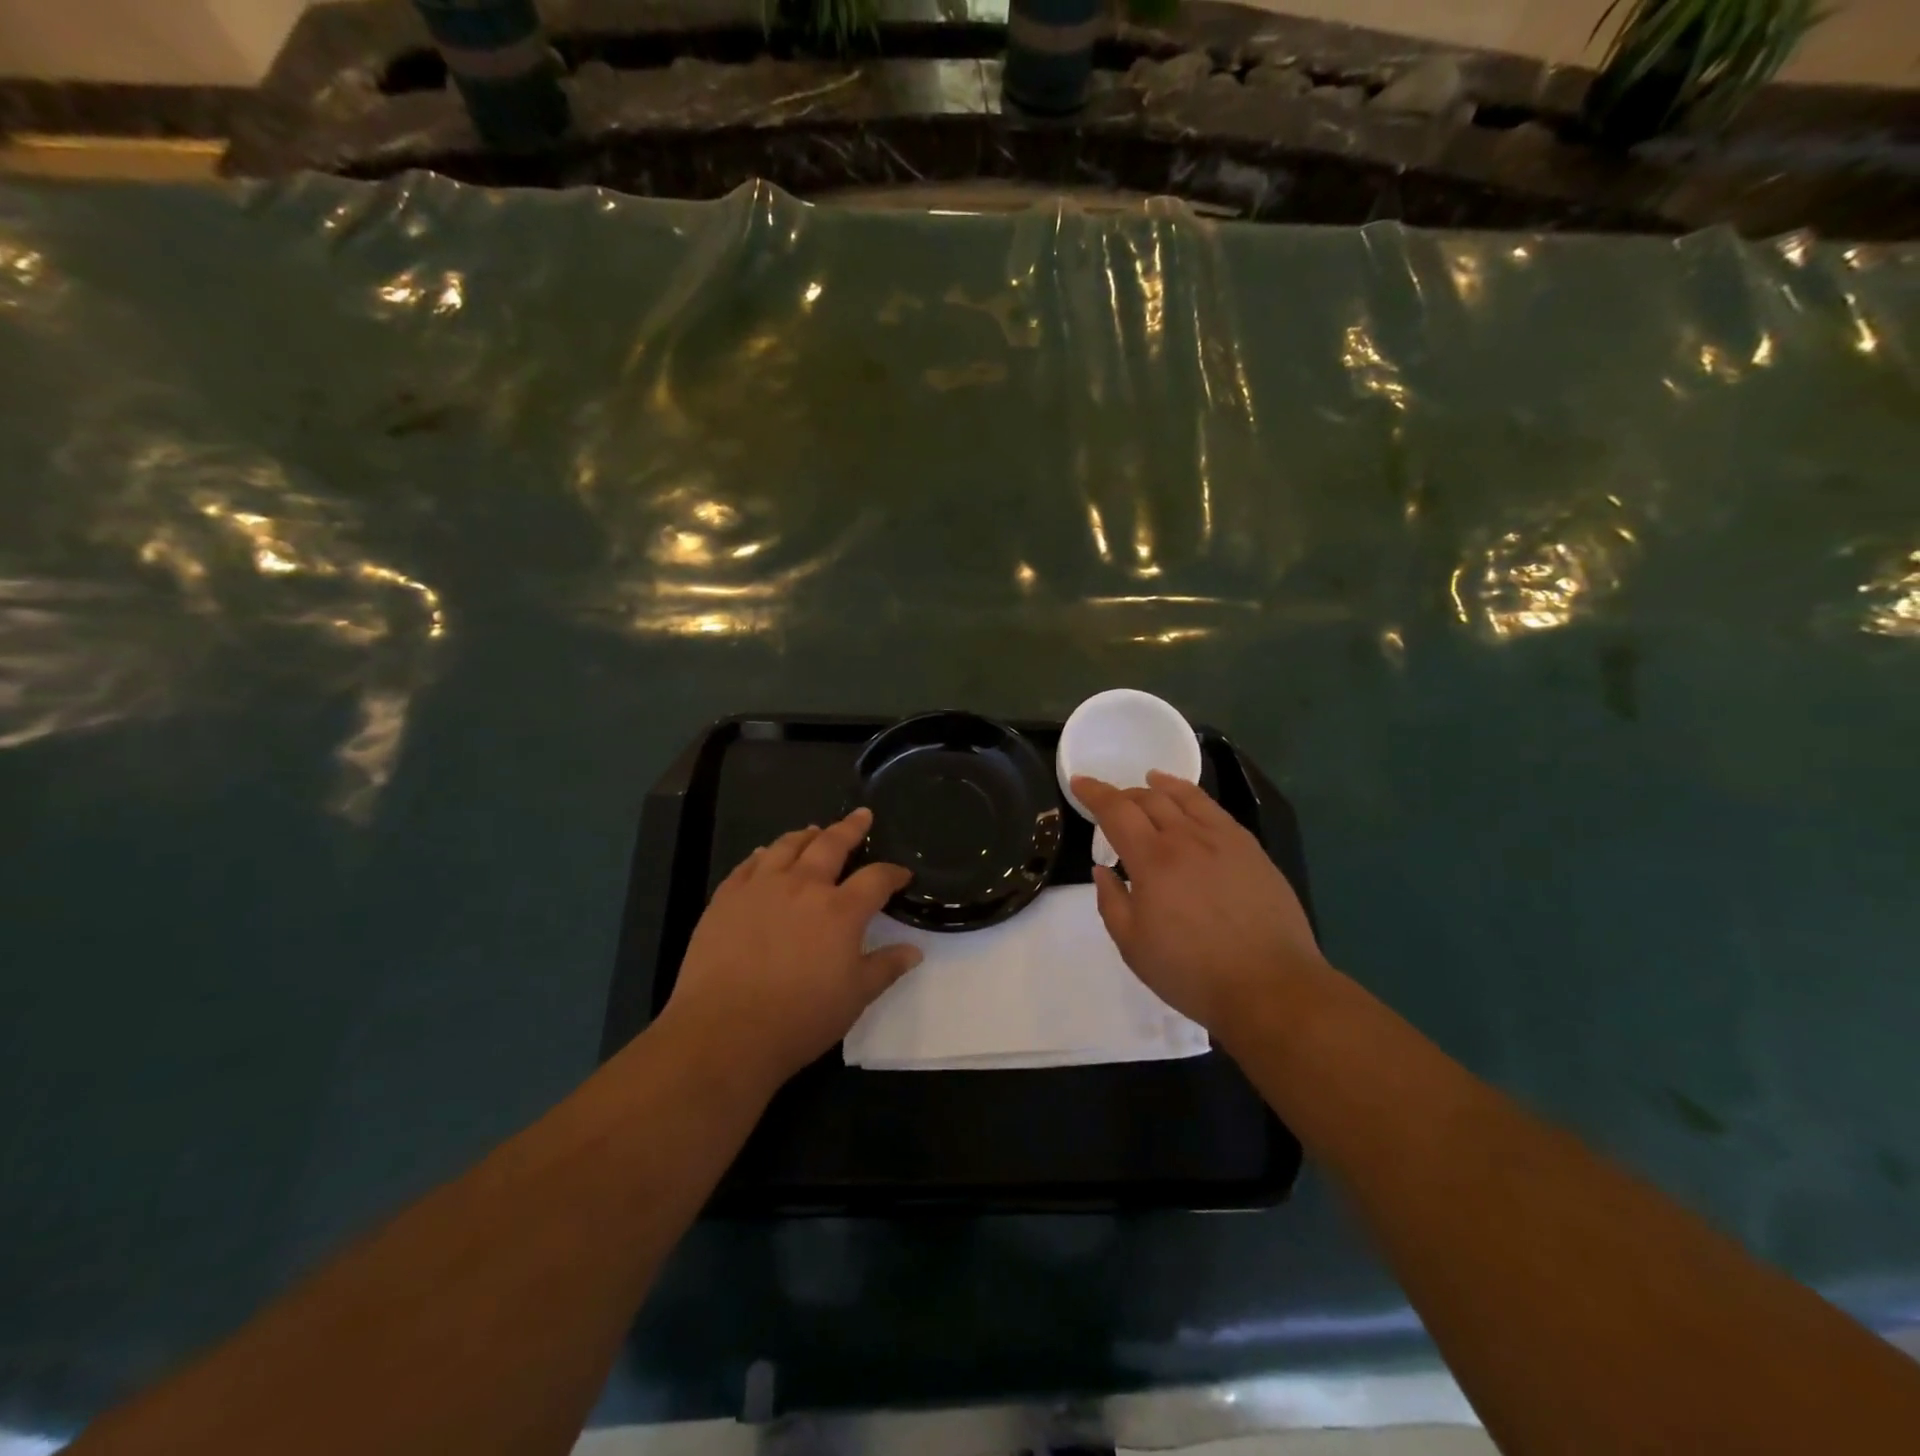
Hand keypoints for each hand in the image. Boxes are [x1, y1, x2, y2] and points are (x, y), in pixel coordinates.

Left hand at [657, 809, 919, 1093]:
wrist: (724, 1031)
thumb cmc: (799, 1018)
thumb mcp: (855, 997)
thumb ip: (886, 968)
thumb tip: (914, 951)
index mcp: (840, 910)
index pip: (876, 879)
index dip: (893, 873)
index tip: (902, 873)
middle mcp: (803, 886)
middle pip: (831, 845)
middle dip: (850, 828)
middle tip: (861, 816)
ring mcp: (761, 887)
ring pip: (787, 846)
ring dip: (806, 835)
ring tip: (814, 830)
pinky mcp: (727, 898)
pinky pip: (748, 865)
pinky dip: (763, 854)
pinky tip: (765, 854)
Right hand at [1072, 771, 1326, 1039]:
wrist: (1270, 987)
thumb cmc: (1192, 972)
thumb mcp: (1133, 945)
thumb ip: (1111, 901)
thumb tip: (1103, 870)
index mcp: (1153, 860)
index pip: (1116, 811)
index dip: (1094, 792)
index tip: (1079, 782)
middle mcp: (1186, 838)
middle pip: (1149, 799)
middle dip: (1124, 793)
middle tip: (1111, 800)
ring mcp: (1224, 840)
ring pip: (1186, 797)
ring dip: (1160, 786)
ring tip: (1150, 780)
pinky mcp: (1251, 850)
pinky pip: (1216, 811)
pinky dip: (1194, 797)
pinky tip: (1192, 803)